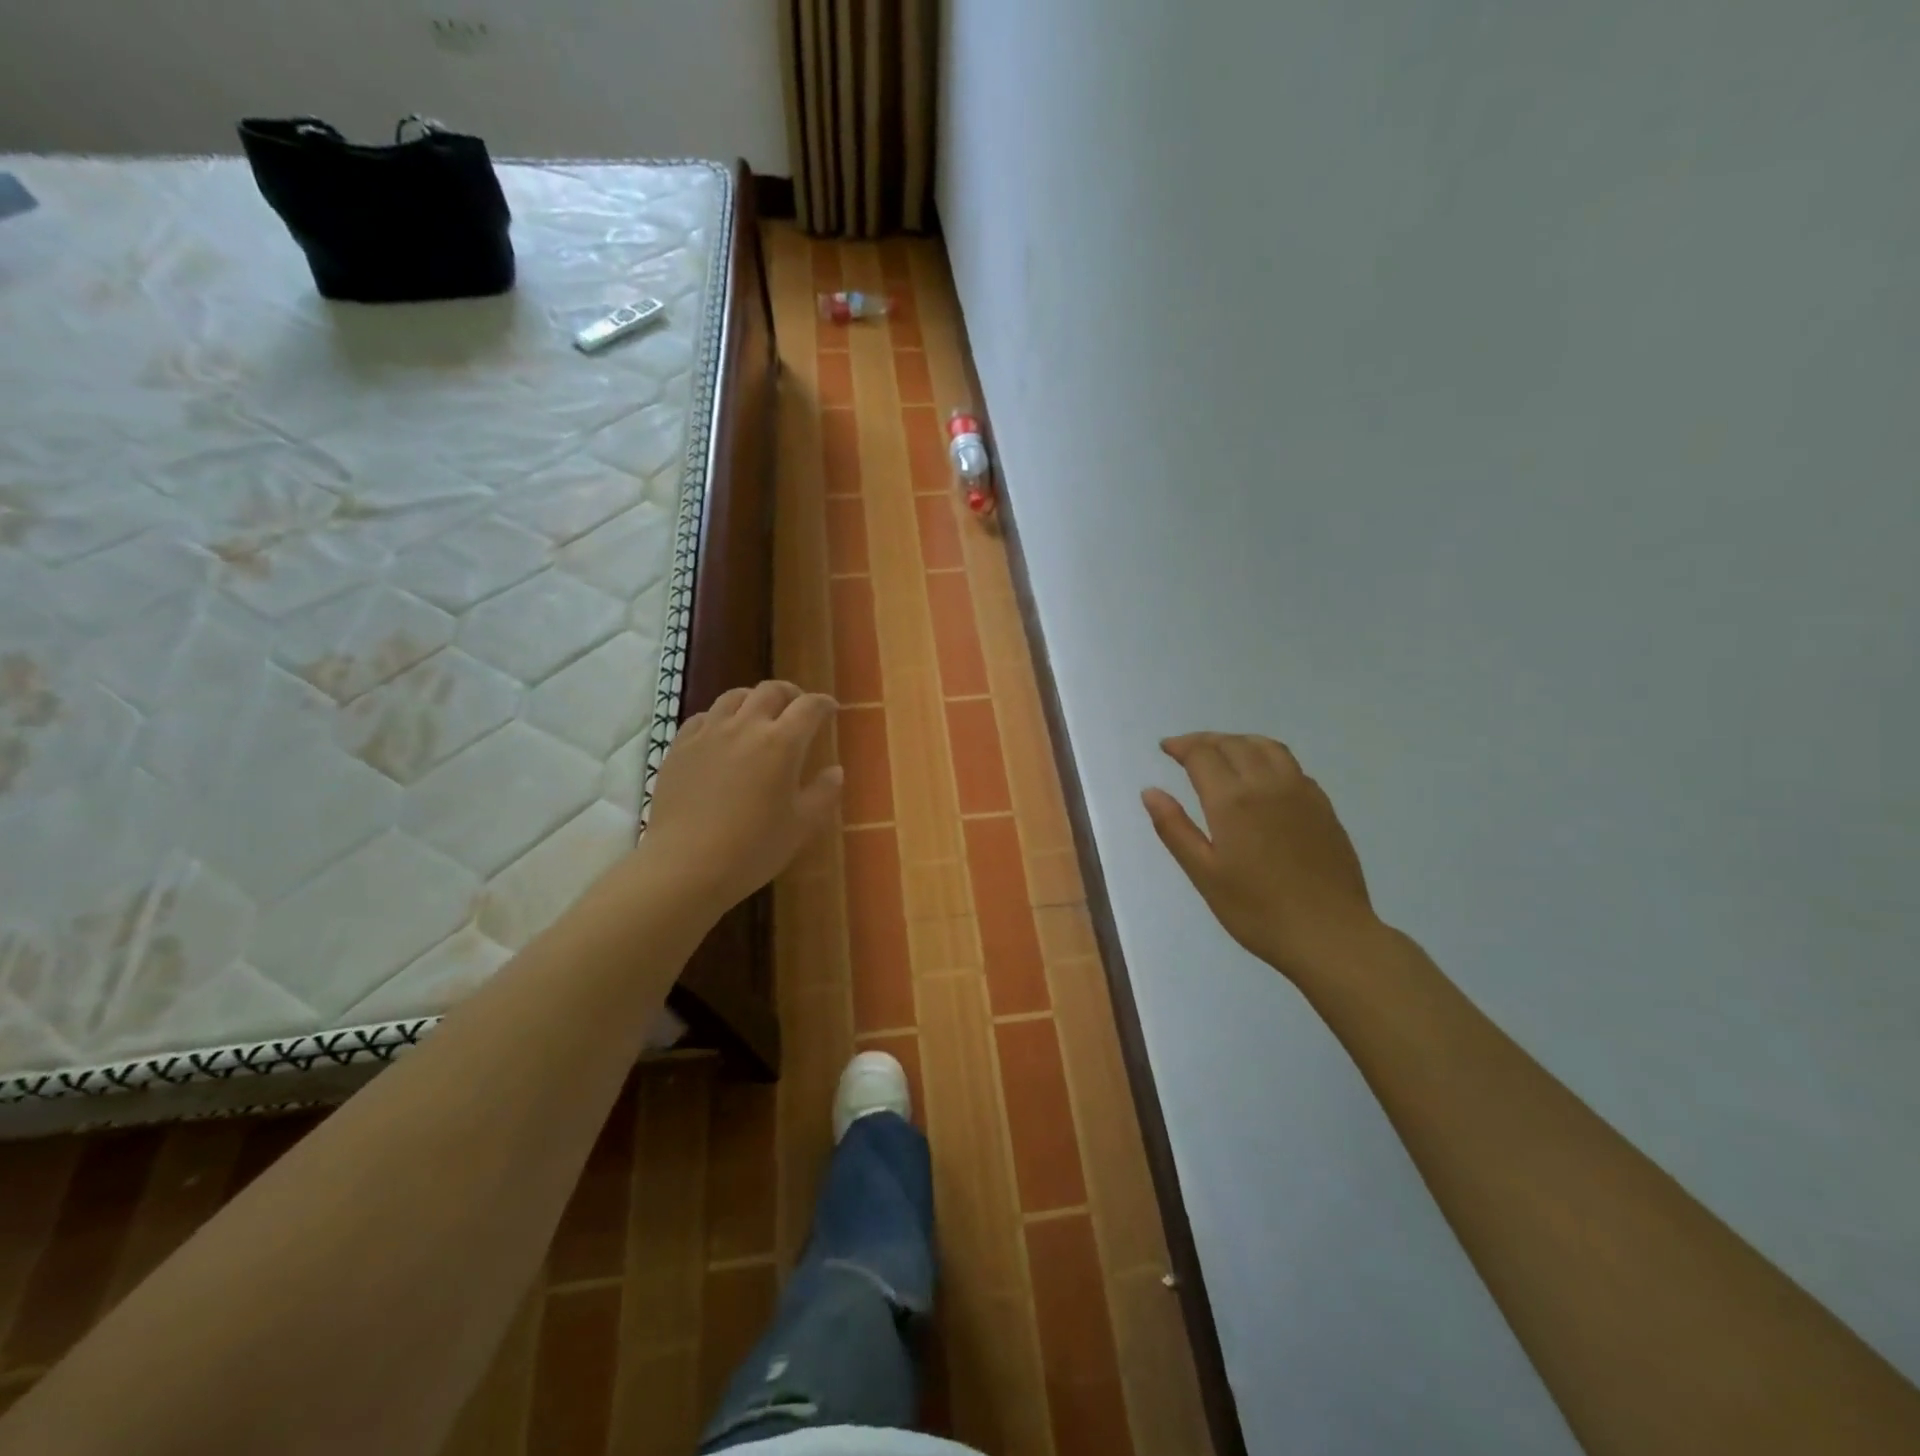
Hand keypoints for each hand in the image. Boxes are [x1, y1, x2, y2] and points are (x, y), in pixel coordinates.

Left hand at [639, 681, 842, 914]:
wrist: (686, 865)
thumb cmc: (753, 848)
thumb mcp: (801, 826)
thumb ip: (823, 793)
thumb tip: (835, 770)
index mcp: (782, 743)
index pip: (809, 707)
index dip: (823, 704)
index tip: (830, 710)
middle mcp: (746, 726)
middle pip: (770, 691)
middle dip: (790, 693)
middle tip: (797, 707)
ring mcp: (708, 733)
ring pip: (733, 697)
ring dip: (754, 699)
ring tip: (759, 715)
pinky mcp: (680, 747)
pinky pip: (703, 717)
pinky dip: (720, 717)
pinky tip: (721, 734)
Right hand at [1142, 733, 1378, 981]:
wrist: (1329, 934)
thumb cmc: (1257, 910)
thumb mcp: (1204, 874)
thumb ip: (1174, 828)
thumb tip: (1150, 791)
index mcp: (1232, 800)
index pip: (1202, 755)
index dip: (1181, 746)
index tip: (1166, 748)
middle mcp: (1267, 784)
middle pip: (1233, 744)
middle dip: (1206, 740)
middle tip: (1187, 749)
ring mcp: (1301, 792)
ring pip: (1267, 747)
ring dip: (1239, 741)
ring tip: (1223, 751)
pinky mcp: (1323, 806)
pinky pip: (1291, 765)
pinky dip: (1268, 756)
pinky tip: (1263, 775)